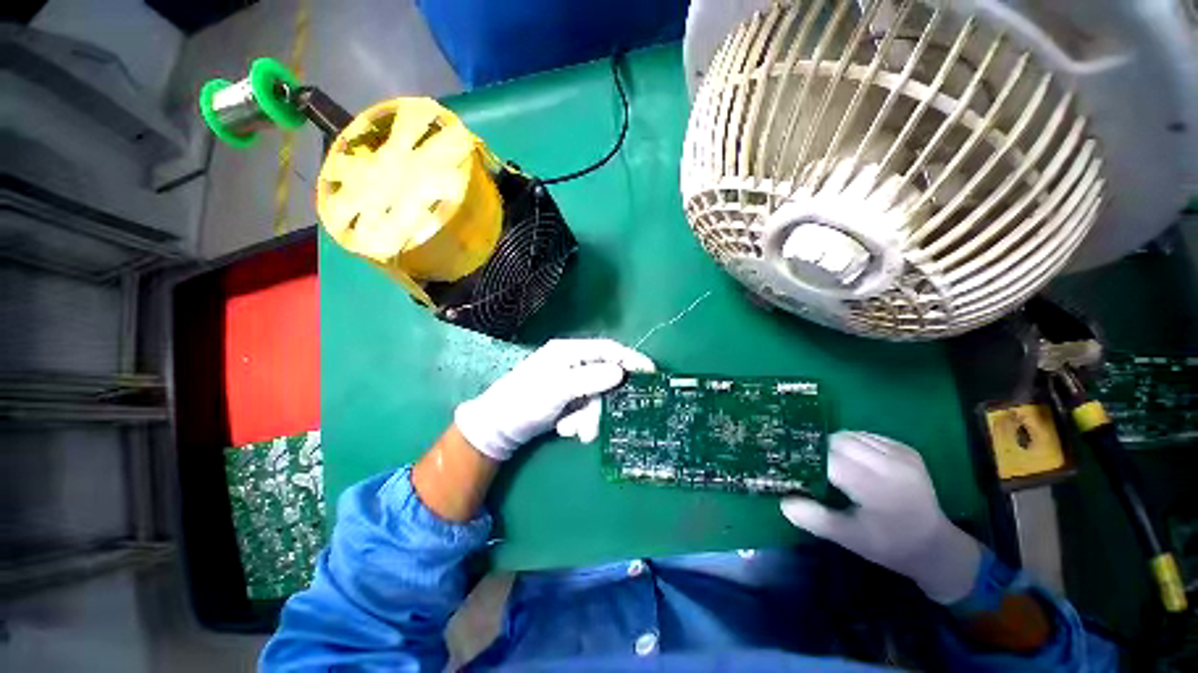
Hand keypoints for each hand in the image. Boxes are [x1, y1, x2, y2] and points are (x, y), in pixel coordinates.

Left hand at [454, 339, 653, 460]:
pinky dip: (579, 422)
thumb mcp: (557, 390)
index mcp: (569, 352)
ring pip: (596, 398)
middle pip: (604, 379)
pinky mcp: (568, 399)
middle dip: (600, 405)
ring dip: (588, 418)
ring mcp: (571, 382)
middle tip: (591, 427)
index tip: (650, 372)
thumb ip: (589, 379)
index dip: (630, 359)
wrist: (498, 428)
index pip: (607, 350)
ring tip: (571, 431)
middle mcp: (573, 363)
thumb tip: (620, 373)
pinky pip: (586, 408)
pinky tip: (564, 429)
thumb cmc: (524, 402)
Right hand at [781, 431, 981, 603]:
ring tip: (831, 463)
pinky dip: (854, 443)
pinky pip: (868, 436)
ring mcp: (901, 455)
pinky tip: (854, 460)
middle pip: (839, 441)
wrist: (936, 546)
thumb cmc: (888, 545)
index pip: (829, 459)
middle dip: (820, 450)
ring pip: (852, 435)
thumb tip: (784, 502)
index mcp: (875, 487)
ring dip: (836, 444)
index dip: (807, 458)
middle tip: (811, 466)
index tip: (793, 464)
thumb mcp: (850, 538)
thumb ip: (815, 518)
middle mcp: (889, 465)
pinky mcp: (907, 450)